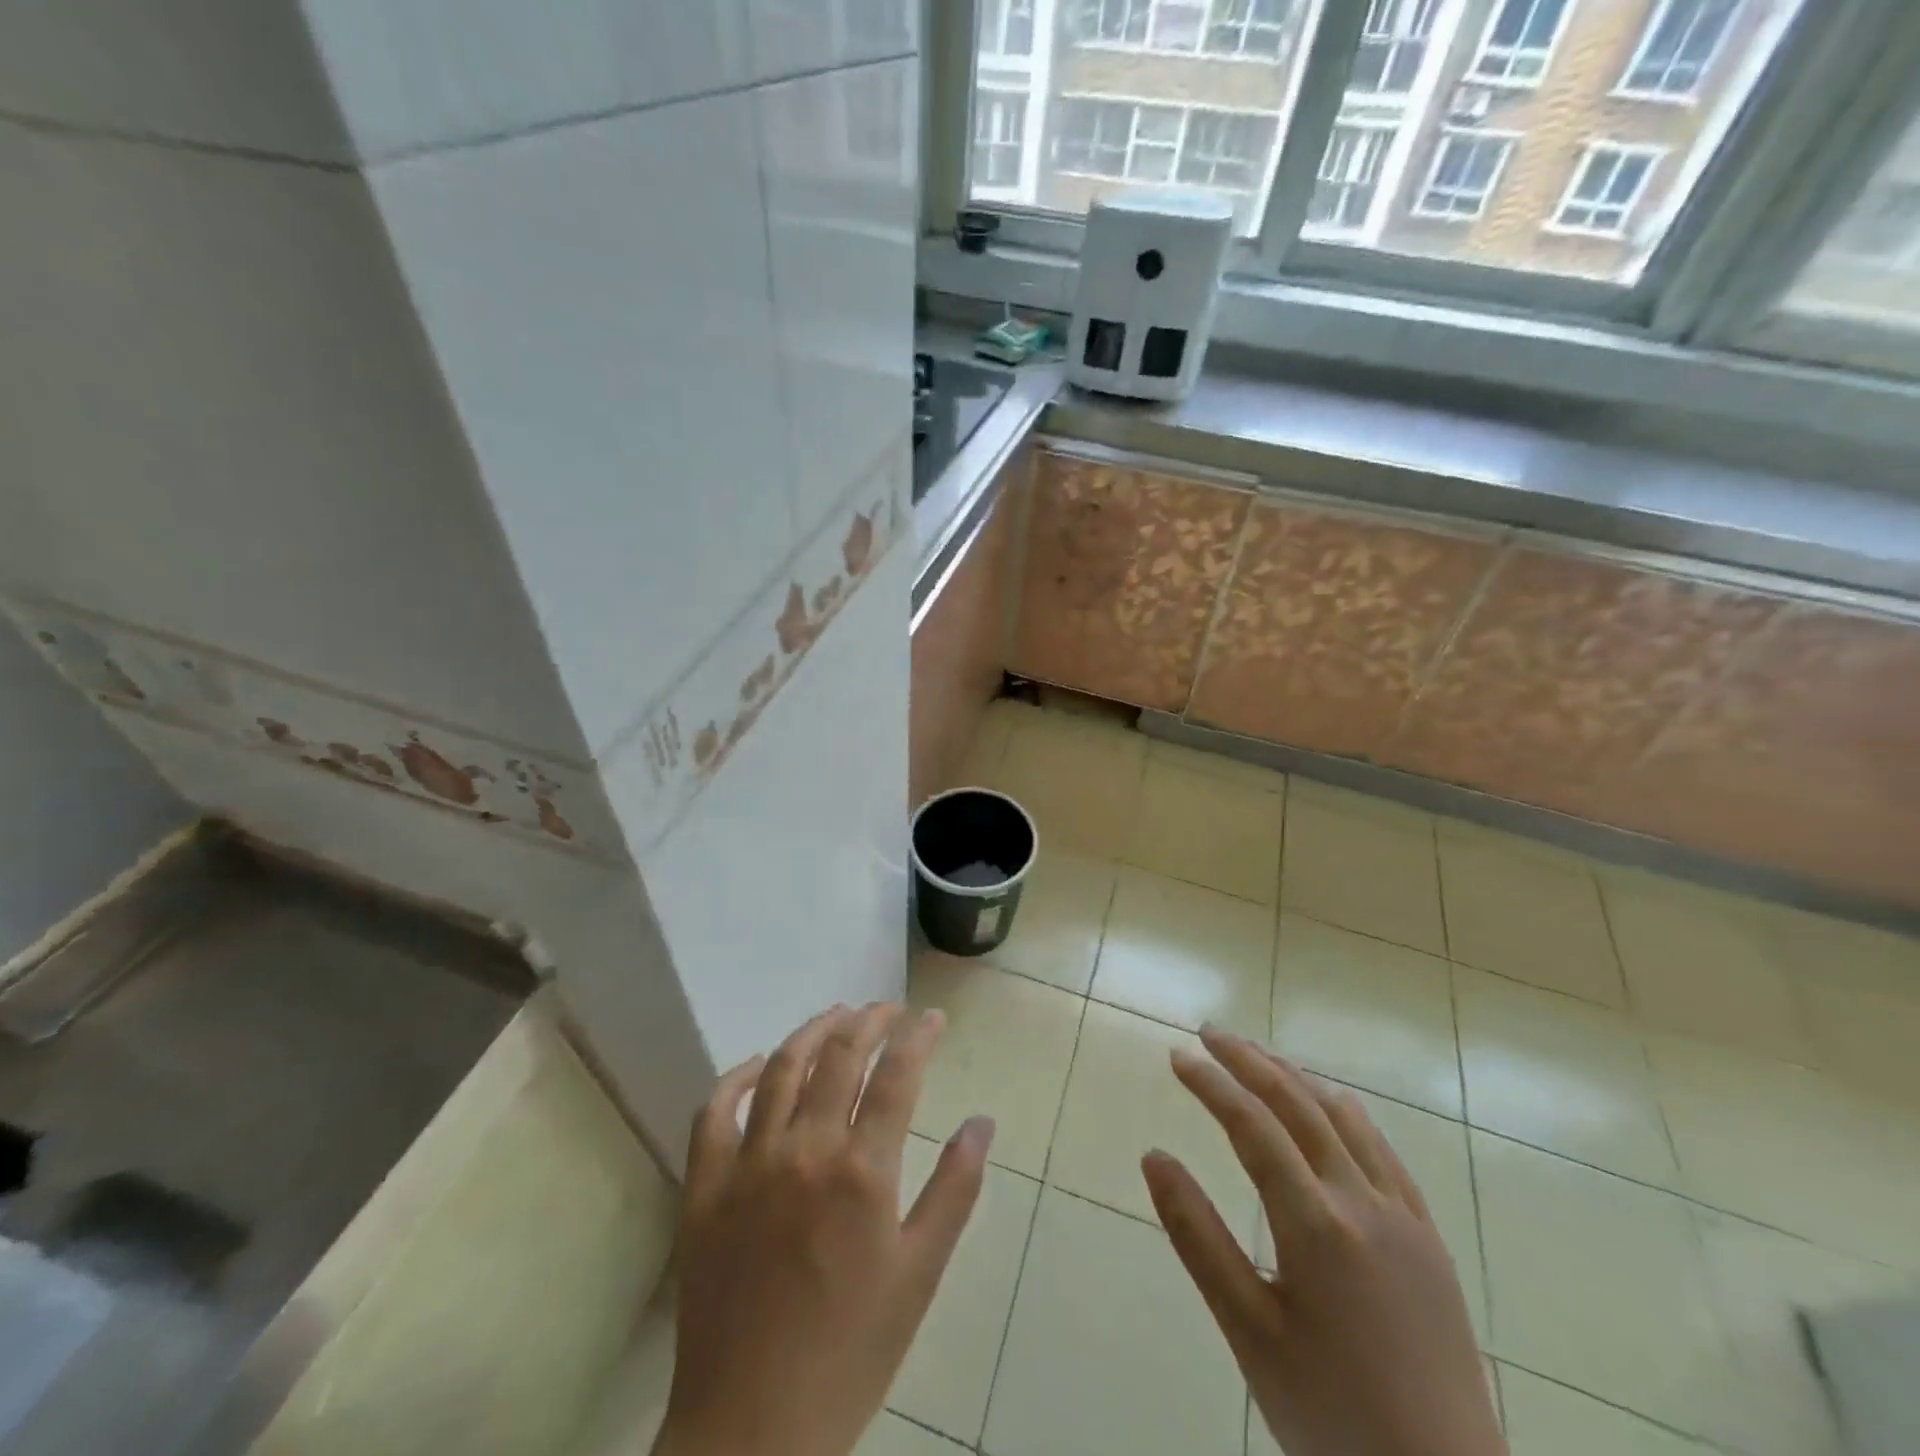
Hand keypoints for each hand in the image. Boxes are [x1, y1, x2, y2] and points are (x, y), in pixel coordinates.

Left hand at [655, 1003, 994, 1455]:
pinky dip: (735, 1077)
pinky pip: (713, 1111)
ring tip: (836, 1016)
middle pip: (840, 1055)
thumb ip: (954, 1190)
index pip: (897, 1074)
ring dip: (812, 1031)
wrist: (754, 1430)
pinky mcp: (704, 1186)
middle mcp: (805, 1149)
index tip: (931, 1017)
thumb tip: (982, 1121)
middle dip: (869, 1020)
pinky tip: (756, 1064)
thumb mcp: (919, 1274)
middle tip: (887, 1009)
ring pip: (780, 1067)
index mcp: (862, 1171)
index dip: (917, 1035)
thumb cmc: (851, 1352)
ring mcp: (748, 1163)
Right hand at [1142, 1026, 1503, 1455]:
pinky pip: (1382, 1150)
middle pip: (1297, 1104)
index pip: (1252, 1126)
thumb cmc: (1331, 1414)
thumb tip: (1154, 1156)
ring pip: (1342, 1117)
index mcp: (1316, 1225)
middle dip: (1249, 1060)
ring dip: (1294, 1078)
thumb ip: (1197, 1237)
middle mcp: (1362, 1201)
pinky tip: (1330, 1108)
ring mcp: (1403, 1216)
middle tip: (1209, 1033)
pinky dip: (1343, 1113)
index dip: (1210, 1083)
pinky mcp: (1429, 1237)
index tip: (1177, 1055)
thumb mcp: (1247, 1332)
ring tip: (1257, 1058)